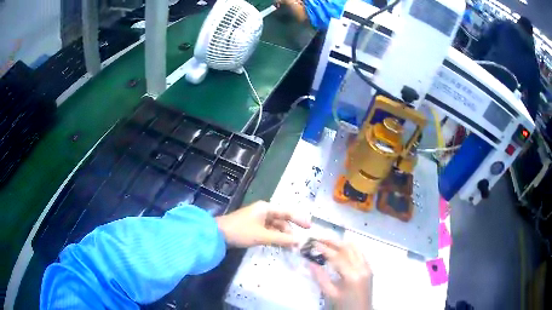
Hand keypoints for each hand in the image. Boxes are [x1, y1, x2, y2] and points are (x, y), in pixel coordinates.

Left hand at [215, 201, 310, 247]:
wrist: (218, 234)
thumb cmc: (241, 231)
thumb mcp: (263, 236)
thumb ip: (282, 239)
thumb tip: (299, 241)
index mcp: (266, 208)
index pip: (288, 212)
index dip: (300, 219)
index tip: (310, 228)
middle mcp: (263, 211)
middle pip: (282, 220)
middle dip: (290, 232)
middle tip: (298, 244)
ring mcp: (258, 219)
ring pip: (275, 227)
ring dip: (282, 236)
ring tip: (290, 247)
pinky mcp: (253, 227)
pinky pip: (268, 231)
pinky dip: (274, 238)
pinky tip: (280, 246)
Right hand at [310, 240, 372, 309]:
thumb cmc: (344, 305)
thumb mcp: (330, 294)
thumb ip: (320, 277)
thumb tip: (310, 262)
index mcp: (352, 276)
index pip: (337, 257)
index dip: (324, 249)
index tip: (313, 243)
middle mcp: (362, 268)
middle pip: (348, 248)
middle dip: (333, 242)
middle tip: (319, 239)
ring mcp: (368, 267)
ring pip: (356, 248)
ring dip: (342, 243)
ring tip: (328, 242)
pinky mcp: (369, 268)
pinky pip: (360, 253)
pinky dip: (350, 248)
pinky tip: (341, 250)